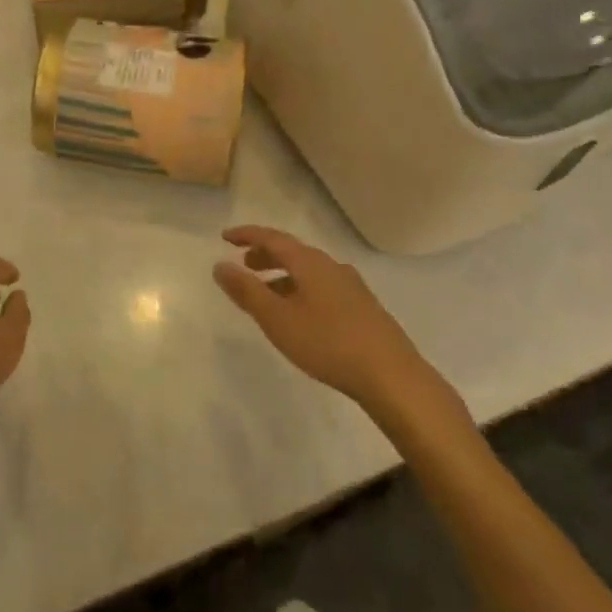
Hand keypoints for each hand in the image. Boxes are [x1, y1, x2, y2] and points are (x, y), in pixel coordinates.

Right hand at [214, 226, 467, 440]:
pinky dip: (301, 289)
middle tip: (245, 265)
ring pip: (309, 271)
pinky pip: (323, 287)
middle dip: (265, 255)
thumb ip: (247, 291)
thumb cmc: (327, 343)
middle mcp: (331, 266)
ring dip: (283, 275)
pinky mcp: (363, 308)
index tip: (225, 237)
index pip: (272, 238)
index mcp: (309, 263)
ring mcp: (352, 287)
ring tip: (267, 294)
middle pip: (293, 252)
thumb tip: (220, 265)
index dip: (247, 235)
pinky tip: (301, 314)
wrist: (391, 376)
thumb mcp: (277, 318)